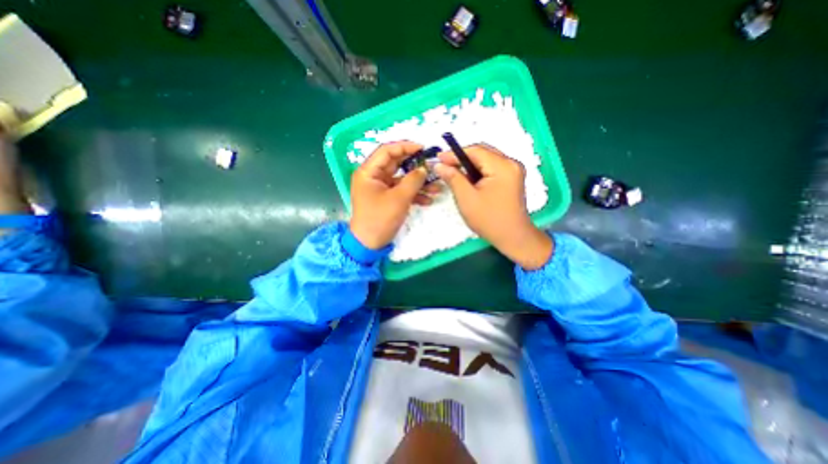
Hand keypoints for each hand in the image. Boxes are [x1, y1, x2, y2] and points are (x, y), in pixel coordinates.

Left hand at [348, 141, 439, 250]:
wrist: (370, 244)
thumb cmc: (380, 219)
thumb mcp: (399, 198)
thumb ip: (413, 180)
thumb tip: (424, 168)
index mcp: (368, 171)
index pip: (387, 151)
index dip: (405, 147)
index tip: (422, 149)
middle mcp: (373, 176)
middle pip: (396, 164)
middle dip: (415, 166)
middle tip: (432, 165)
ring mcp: (380, 188)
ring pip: (401, 179)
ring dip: (418, 182)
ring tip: (436, 186)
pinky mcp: (387, 198)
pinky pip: (401, 191)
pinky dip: (413, 194)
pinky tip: (428, 200)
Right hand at [434, 144, 548, 267]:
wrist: (513, 238)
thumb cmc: (489, 219)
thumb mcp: (466, 198)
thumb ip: (453, 178)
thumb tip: (439, 164)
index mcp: (502, 166)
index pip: (475, 150)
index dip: (455, 153)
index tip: (438, 158)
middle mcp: (511, 163)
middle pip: (482, 153)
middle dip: (461, 158)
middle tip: (444, 165)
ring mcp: (513, 171)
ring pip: (486, 160)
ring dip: (469, 165)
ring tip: (453, 172)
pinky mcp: (511, 179)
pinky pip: (491, 169)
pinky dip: (477, 172)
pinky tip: (467, 180)